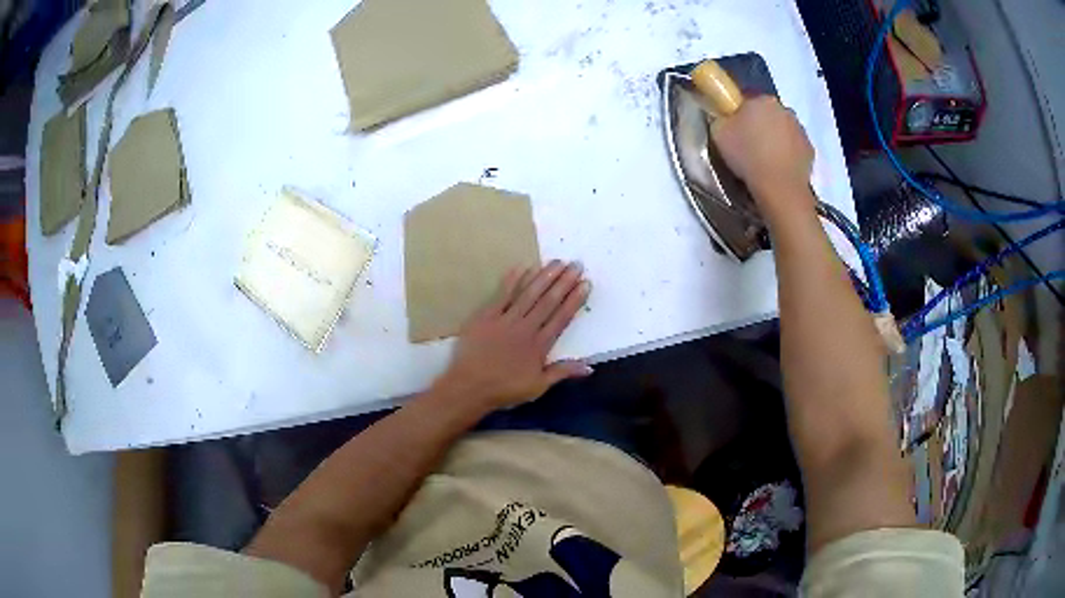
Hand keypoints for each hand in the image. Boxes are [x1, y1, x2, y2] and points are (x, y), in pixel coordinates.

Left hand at [433, 260, 592, 413]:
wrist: (469, 387)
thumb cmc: (504, 389)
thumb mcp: (538, 387)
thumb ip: (563, 372)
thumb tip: (590, 367)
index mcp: (539, 345)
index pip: (561, 318)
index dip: (574, 300)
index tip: (585, 284)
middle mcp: (526, 328)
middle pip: (548, 301)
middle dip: (564, 282)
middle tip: (576, 264)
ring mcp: (505, 320)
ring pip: (528, 294)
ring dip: (544, 276)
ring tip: (557, 262)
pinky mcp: (486, 316)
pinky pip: (502, 294)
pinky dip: (513, 280)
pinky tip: (524, 267)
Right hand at [710, 96, 814, 214]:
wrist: (780, 188)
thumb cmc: (748, 156)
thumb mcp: (718, 133)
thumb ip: (721, 118)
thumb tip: (724, 116)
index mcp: (762, 99)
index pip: (747, 99)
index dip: (738, 112)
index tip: (733, 127)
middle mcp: (785, 109)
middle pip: (768, 113)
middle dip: (759, 123)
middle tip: (748, 143)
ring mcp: (801, 129)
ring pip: (783, 129)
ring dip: (775, 138)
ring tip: (764, 159)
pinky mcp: (810, 150)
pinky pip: (795, 147)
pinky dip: (788, 153)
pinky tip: (778, 167)